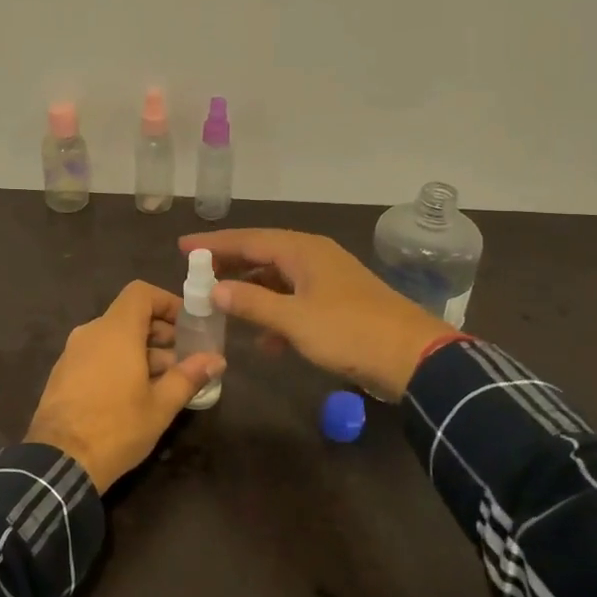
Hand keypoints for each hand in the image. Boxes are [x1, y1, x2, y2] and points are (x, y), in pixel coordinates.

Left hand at [25, 280, 225, 491]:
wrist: (59, 462)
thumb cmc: (116, 428)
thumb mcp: (161, 406)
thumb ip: (188, 376)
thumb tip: (216, 360)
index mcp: (115, 332)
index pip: (141, 293)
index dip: (166, 302)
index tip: (187, 325)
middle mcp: (90, 333)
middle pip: (129, 317)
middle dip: (159, 333)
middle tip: (183, 359)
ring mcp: (72, 353)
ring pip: (113, 338)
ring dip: (141, 351)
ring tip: (164, 382)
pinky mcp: (62, 374)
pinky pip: (96, 355)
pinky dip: (118, 362)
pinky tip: (133, 394)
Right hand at [177, 229, 453, 400]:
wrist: (412, 357)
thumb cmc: (349, 331)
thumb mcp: (294, 320)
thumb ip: (252, 303)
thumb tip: (215, 288)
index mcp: (302, 250)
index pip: (248, 239)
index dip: (214, 244)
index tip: (183, 248)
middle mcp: (314, 257)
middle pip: (262, 254)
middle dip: (230, 265)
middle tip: (197, 274)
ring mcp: (328, 280)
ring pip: (278, 279)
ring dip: (251, 292)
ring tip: (222, 306)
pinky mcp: (338, 303)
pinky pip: (295, 300)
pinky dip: (275, 314)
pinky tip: (264, 341)